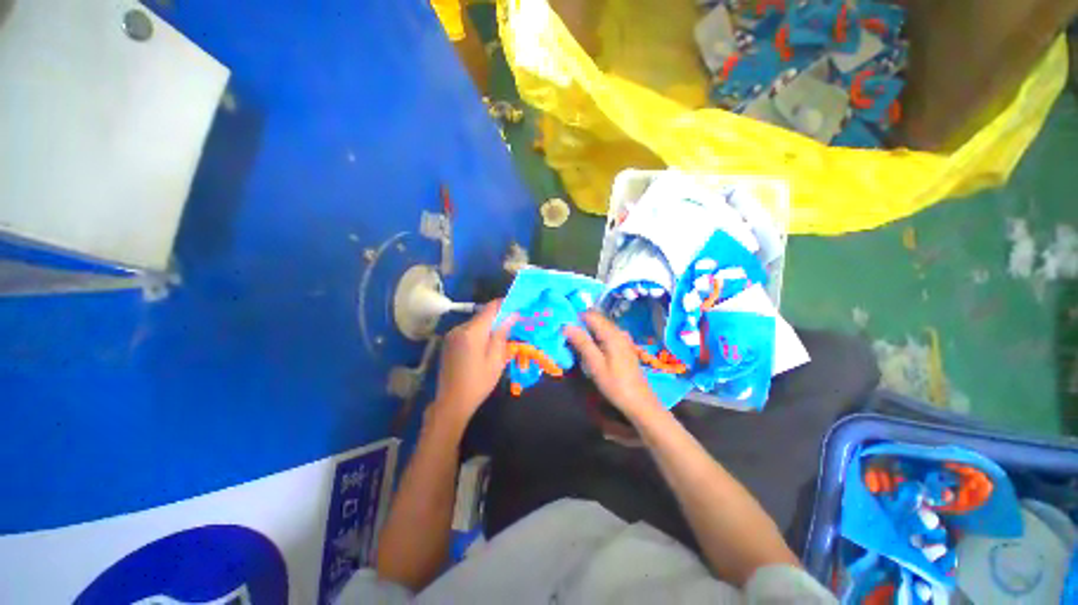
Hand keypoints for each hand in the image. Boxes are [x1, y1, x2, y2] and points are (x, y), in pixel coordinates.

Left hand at [430, 299, 514, 429]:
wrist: (452, 402)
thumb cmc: (478, 382)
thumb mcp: (496, 359)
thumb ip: (502, 334)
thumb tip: (512, 315)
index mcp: (472, 332)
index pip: (490, 308)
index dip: (505, 304)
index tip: (518, 307)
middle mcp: (460, 328)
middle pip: (483, 315)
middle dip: (498, 317)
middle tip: (513, 326)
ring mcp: (452, 335)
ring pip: (475, 323)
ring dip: (489, 326)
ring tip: (501, 338)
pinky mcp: (449, 343)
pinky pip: (468, 331)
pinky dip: (479, 333)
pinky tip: (486, 346)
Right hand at [564, 311, 662, 421]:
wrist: (639, 402)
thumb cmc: (616, 384)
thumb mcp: (595, 365)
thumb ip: (582, 343)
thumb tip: (566, 326)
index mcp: (612, 334)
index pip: (590, 315)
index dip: (575, 318)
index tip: (563, 327)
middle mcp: (619, 332)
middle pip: (596, 319)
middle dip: (580, 325)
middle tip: (566, 337)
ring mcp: (623, 339)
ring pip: (601, 327)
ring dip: (587, 332)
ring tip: (574, 343)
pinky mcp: (624, 347)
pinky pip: (606, 335)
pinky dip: (595, 338)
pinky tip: (589, 350)